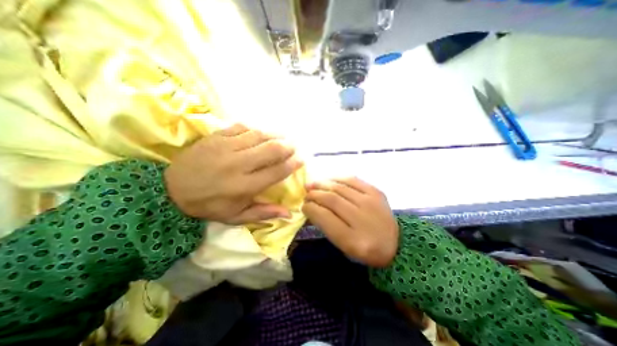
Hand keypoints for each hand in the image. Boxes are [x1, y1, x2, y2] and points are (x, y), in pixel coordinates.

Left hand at [164, 124, 302, 223]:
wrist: (170, 191)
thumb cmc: (209, 206)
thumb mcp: (236, 217)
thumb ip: (263, 213)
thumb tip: (289, 214)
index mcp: (244, 186)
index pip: (276, 172)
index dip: (292, 164)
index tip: (301, 160)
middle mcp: (238, 165)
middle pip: (271, 150)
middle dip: (287, 147)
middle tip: (293, 147)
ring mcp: (226, 147)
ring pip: (258, 135)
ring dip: (274, 135)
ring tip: (282, 137)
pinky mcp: (215, 137)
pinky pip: (241, 127)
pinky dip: (255, 129)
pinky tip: (260, 133)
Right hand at [302, 176, 396, 266]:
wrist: (395, 243)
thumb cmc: (365, 248)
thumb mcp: (343, 246)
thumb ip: (326, 226)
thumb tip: (311, 207)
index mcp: (353, 240)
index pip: (325, 217)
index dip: (310, 208)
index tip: (303, 205)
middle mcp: (362, 219)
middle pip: (331, 200)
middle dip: (314, 195)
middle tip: (306, 194)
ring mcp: (371, 203)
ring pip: (340, 188)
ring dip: (322, 184)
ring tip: (312, 185)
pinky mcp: (376, 192)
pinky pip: (352, 180)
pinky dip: (337, 178)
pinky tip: (329, 180)